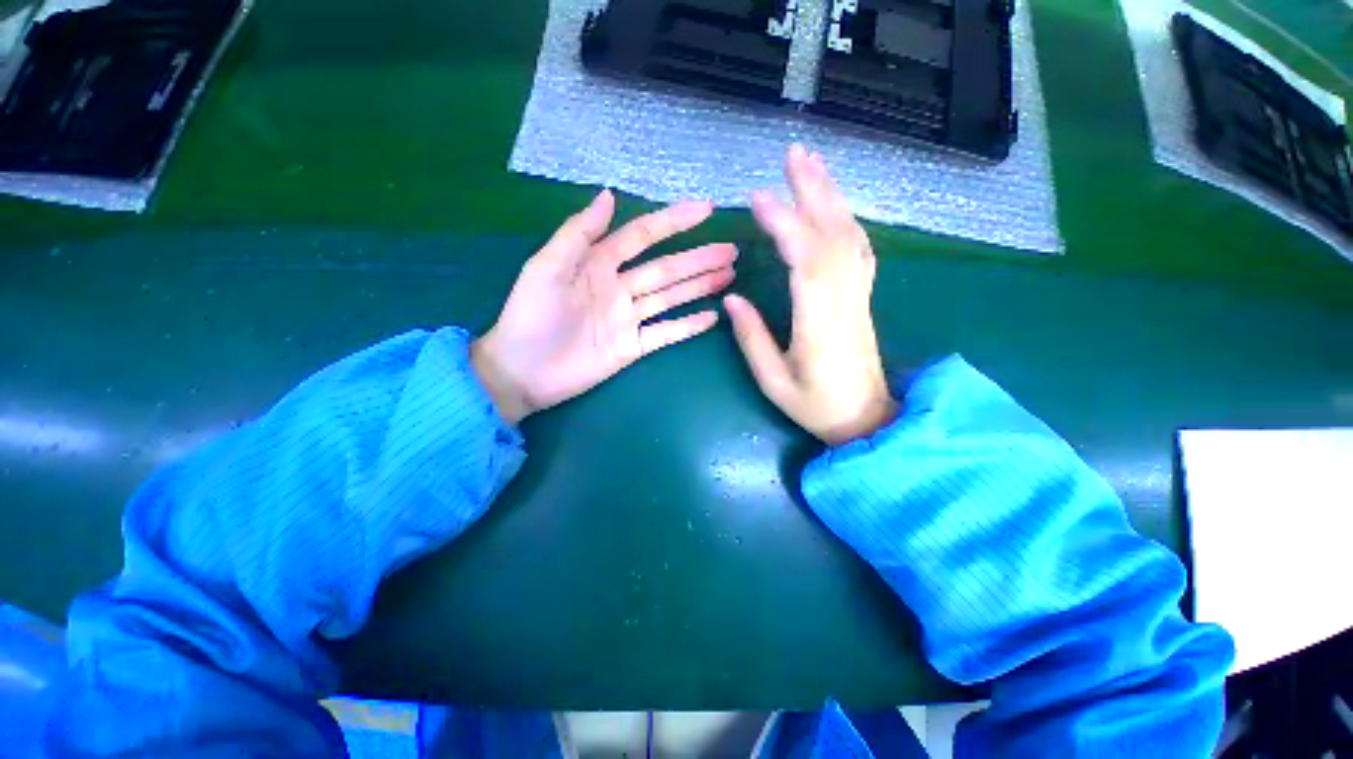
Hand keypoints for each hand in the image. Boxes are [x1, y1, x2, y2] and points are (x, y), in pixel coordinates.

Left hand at [473, 190, 736, 423]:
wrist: (522, 372)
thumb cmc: (530, 317)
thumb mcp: (546, 268)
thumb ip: (579, 234)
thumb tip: (609, 194)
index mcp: (599, 264)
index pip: (643, 236)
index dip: (673, 221)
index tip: (707, 209)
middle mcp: (619, 287)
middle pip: (666, 268)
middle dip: (698, 258)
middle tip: (731, 250)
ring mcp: (628, 319)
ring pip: (671, 298)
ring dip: (699, 286)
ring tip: (728, 275)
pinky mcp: (632, 348)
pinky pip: (665, 334)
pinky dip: (687, 327)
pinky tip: (711, 317)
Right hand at [725, 144, 896, 445]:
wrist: (865, 419)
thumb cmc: (816, 406)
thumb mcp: (774, 381)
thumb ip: (752, 339)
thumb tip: (731, 299)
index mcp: (820, 323)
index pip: (805, 262)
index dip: (785, 227)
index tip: (759, 199)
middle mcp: (843, 300)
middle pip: (833, 236)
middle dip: (813, 192)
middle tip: (793, 154)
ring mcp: (858, 296)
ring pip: (849, 237)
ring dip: (831, 197)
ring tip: (812, 165)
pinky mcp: (861, 297)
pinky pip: (858, 250)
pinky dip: (845, 220)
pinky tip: (833, 206)